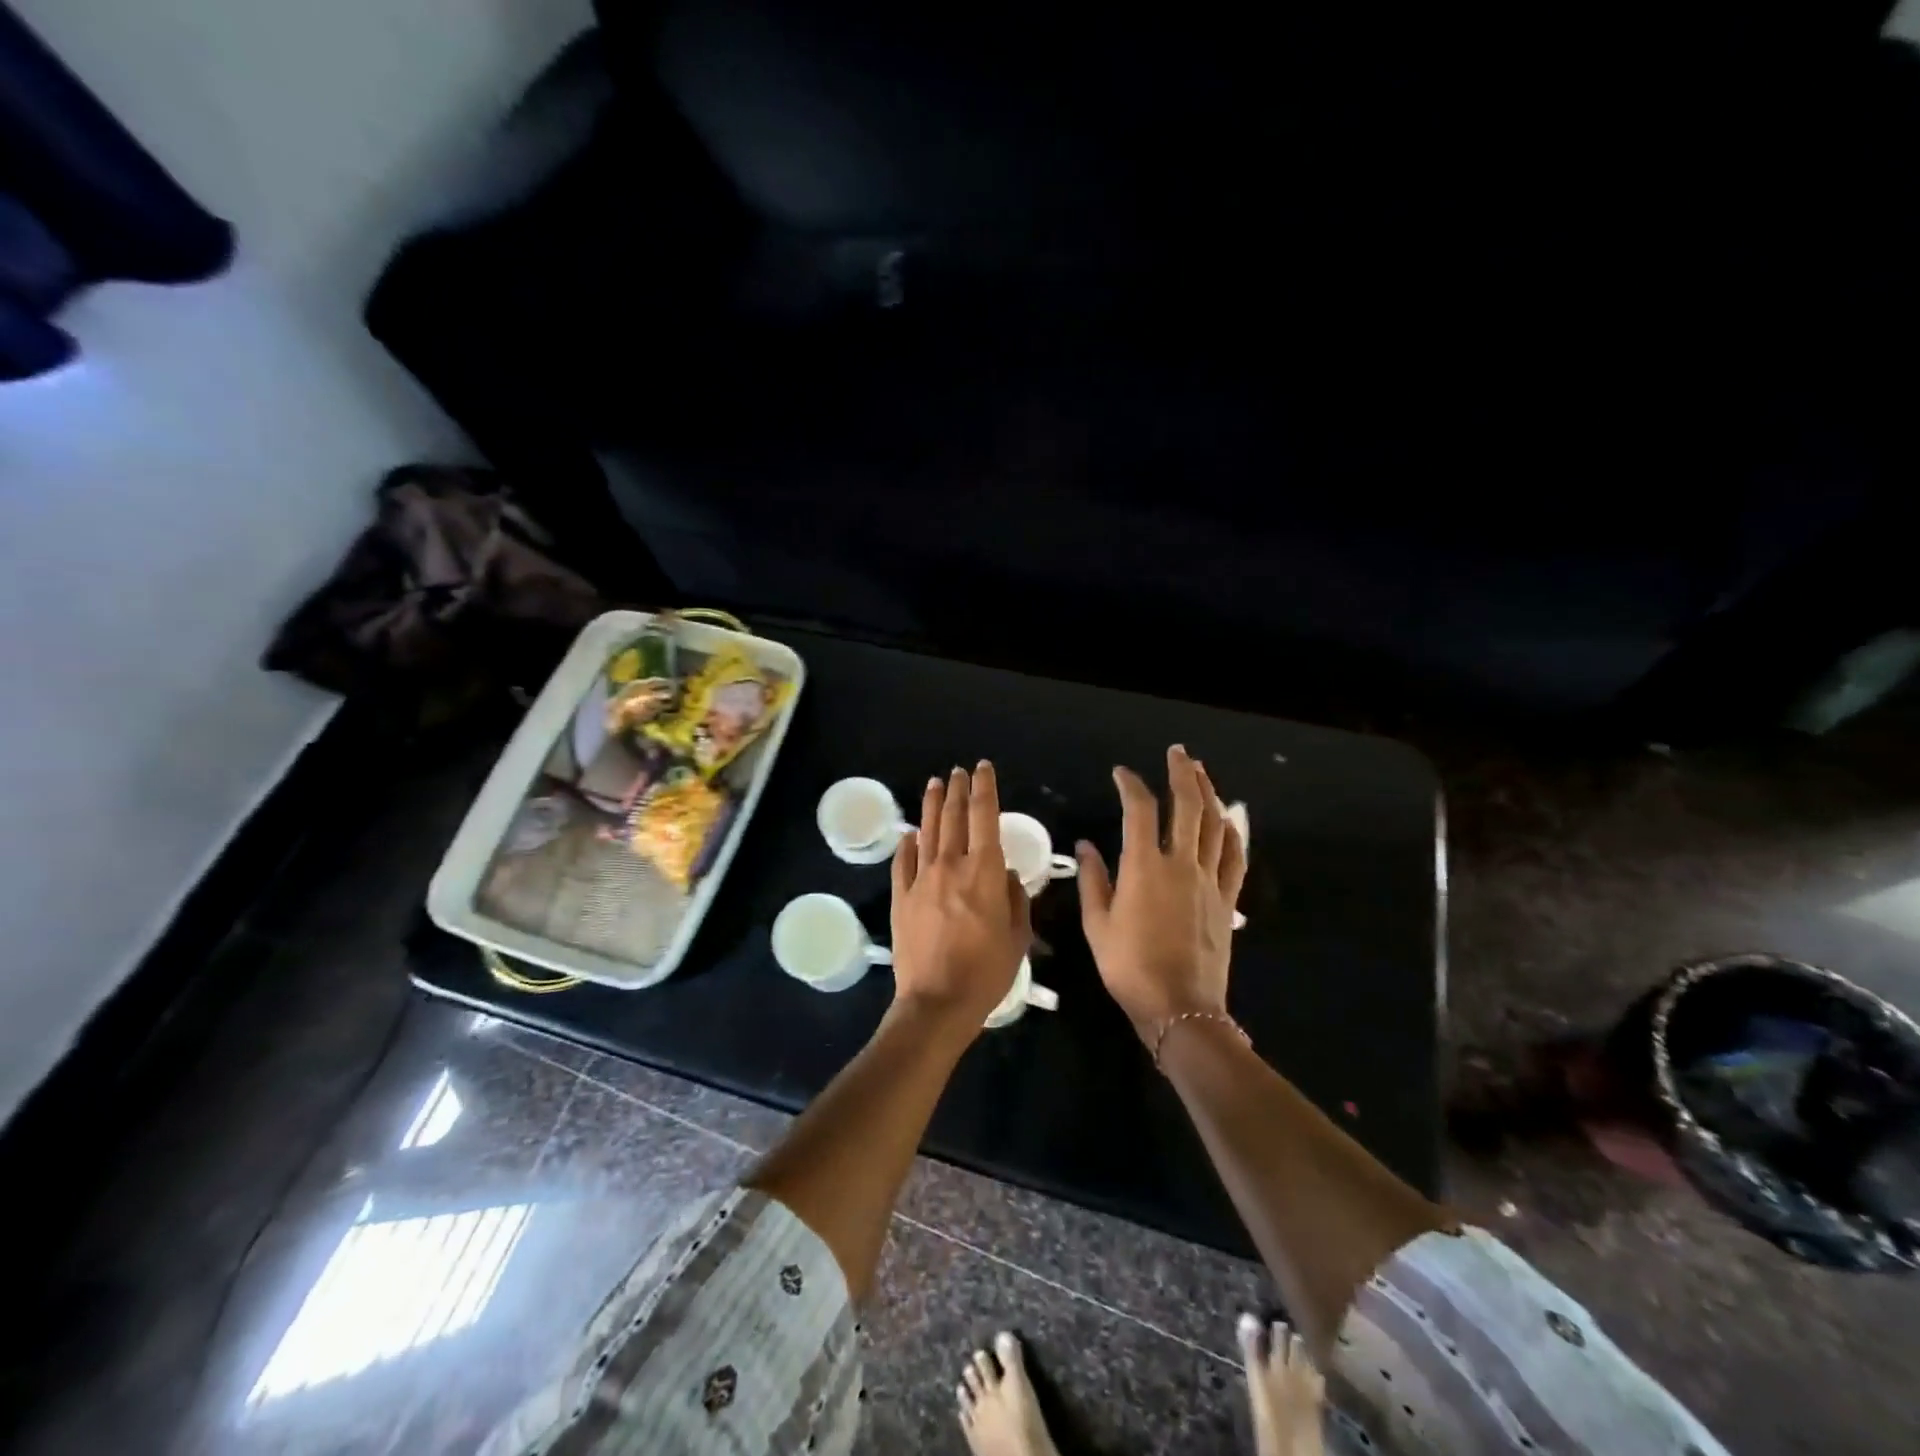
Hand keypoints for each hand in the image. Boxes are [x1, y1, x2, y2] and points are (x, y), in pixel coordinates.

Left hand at [890, 762, 1030, 1028]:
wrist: (937, 1002)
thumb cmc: (987, 972)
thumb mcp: (1018, 937)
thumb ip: (1015, 899)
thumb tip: (1008, 874)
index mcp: (985, 871)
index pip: (984, 815)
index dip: (985, 787)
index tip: (983, 768)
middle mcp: (951, 865)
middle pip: (953, 816)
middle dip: (957, 789)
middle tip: (958, 771)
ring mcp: (921, 879)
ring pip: (926, 831)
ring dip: (931, 804)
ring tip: (934, 784)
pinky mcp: (901, 897)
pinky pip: (903, 862)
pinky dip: (907, 844)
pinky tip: (909, 834)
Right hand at [1076, 744, 1246, 1041]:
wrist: (1180, 1007)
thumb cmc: (1129, 967)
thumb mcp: (1097, 925)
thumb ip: (1092, 880)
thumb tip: (1086, 845)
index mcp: (1144, 867)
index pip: (1140, 810)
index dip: (1131, 785)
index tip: (1121, 773)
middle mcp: (1181, 864)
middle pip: (1188, 805)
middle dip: (1183, 773)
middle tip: (1177, 752)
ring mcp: (1210, 881)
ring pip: (1215, 825)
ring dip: (1209, 793)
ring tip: (1202, 773)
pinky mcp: (1227, 900)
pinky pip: (1235, 858)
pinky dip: (1233, 833)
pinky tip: (1228, 821)